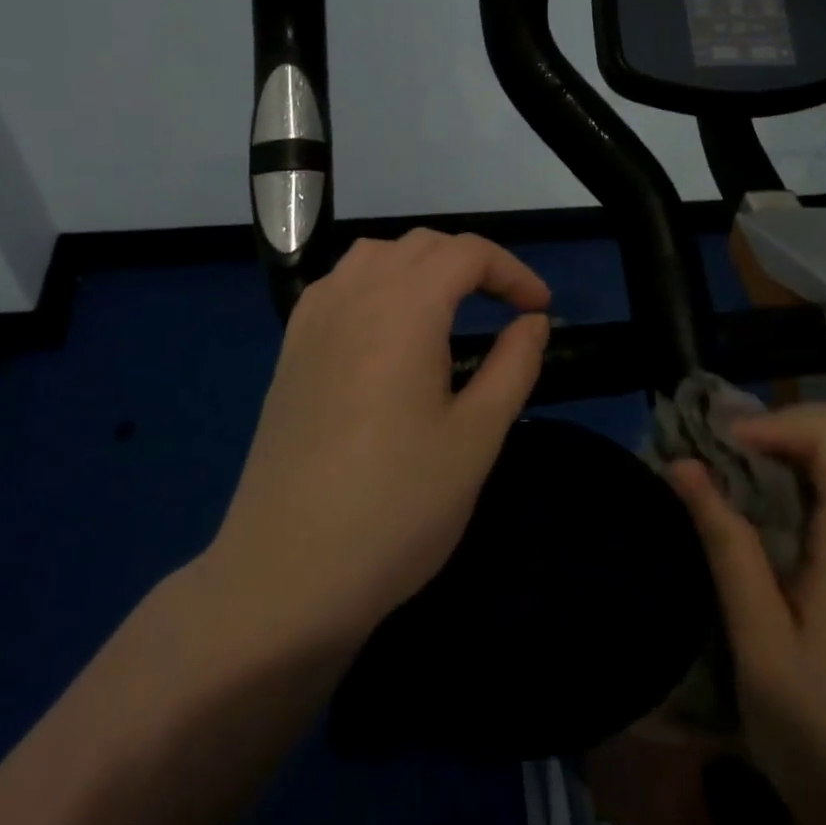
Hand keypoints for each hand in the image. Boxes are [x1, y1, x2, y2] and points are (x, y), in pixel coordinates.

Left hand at [205, 229, 550, 649]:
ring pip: (374, 257)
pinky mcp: (290, 353)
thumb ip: (512, 366)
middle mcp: (352, 297)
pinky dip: (377, 284)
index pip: (466, 253)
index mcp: (402, 309)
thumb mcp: (476, 439)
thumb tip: (532, 322)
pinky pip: (339, 286)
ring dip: (421, 267)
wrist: (285, 577)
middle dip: (473, 265)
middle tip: (505, 309)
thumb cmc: (396, 508)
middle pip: (421, 247)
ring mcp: (312, 323)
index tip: (540, 310)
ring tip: (449, 310)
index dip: (513, 271)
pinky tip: (387, 331)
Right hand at [668, 405, 825, 824]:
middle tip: (732, 455)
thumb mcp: (758, 640)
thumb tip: (682, 465)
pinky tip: (770, 517)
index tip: (724, 454)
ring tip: (741, 478)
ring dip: (797, 447)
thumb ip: (725, 542)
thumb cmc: (822, 731)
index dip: (776, 425)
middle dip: (788, 424)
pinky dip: (811, 477)